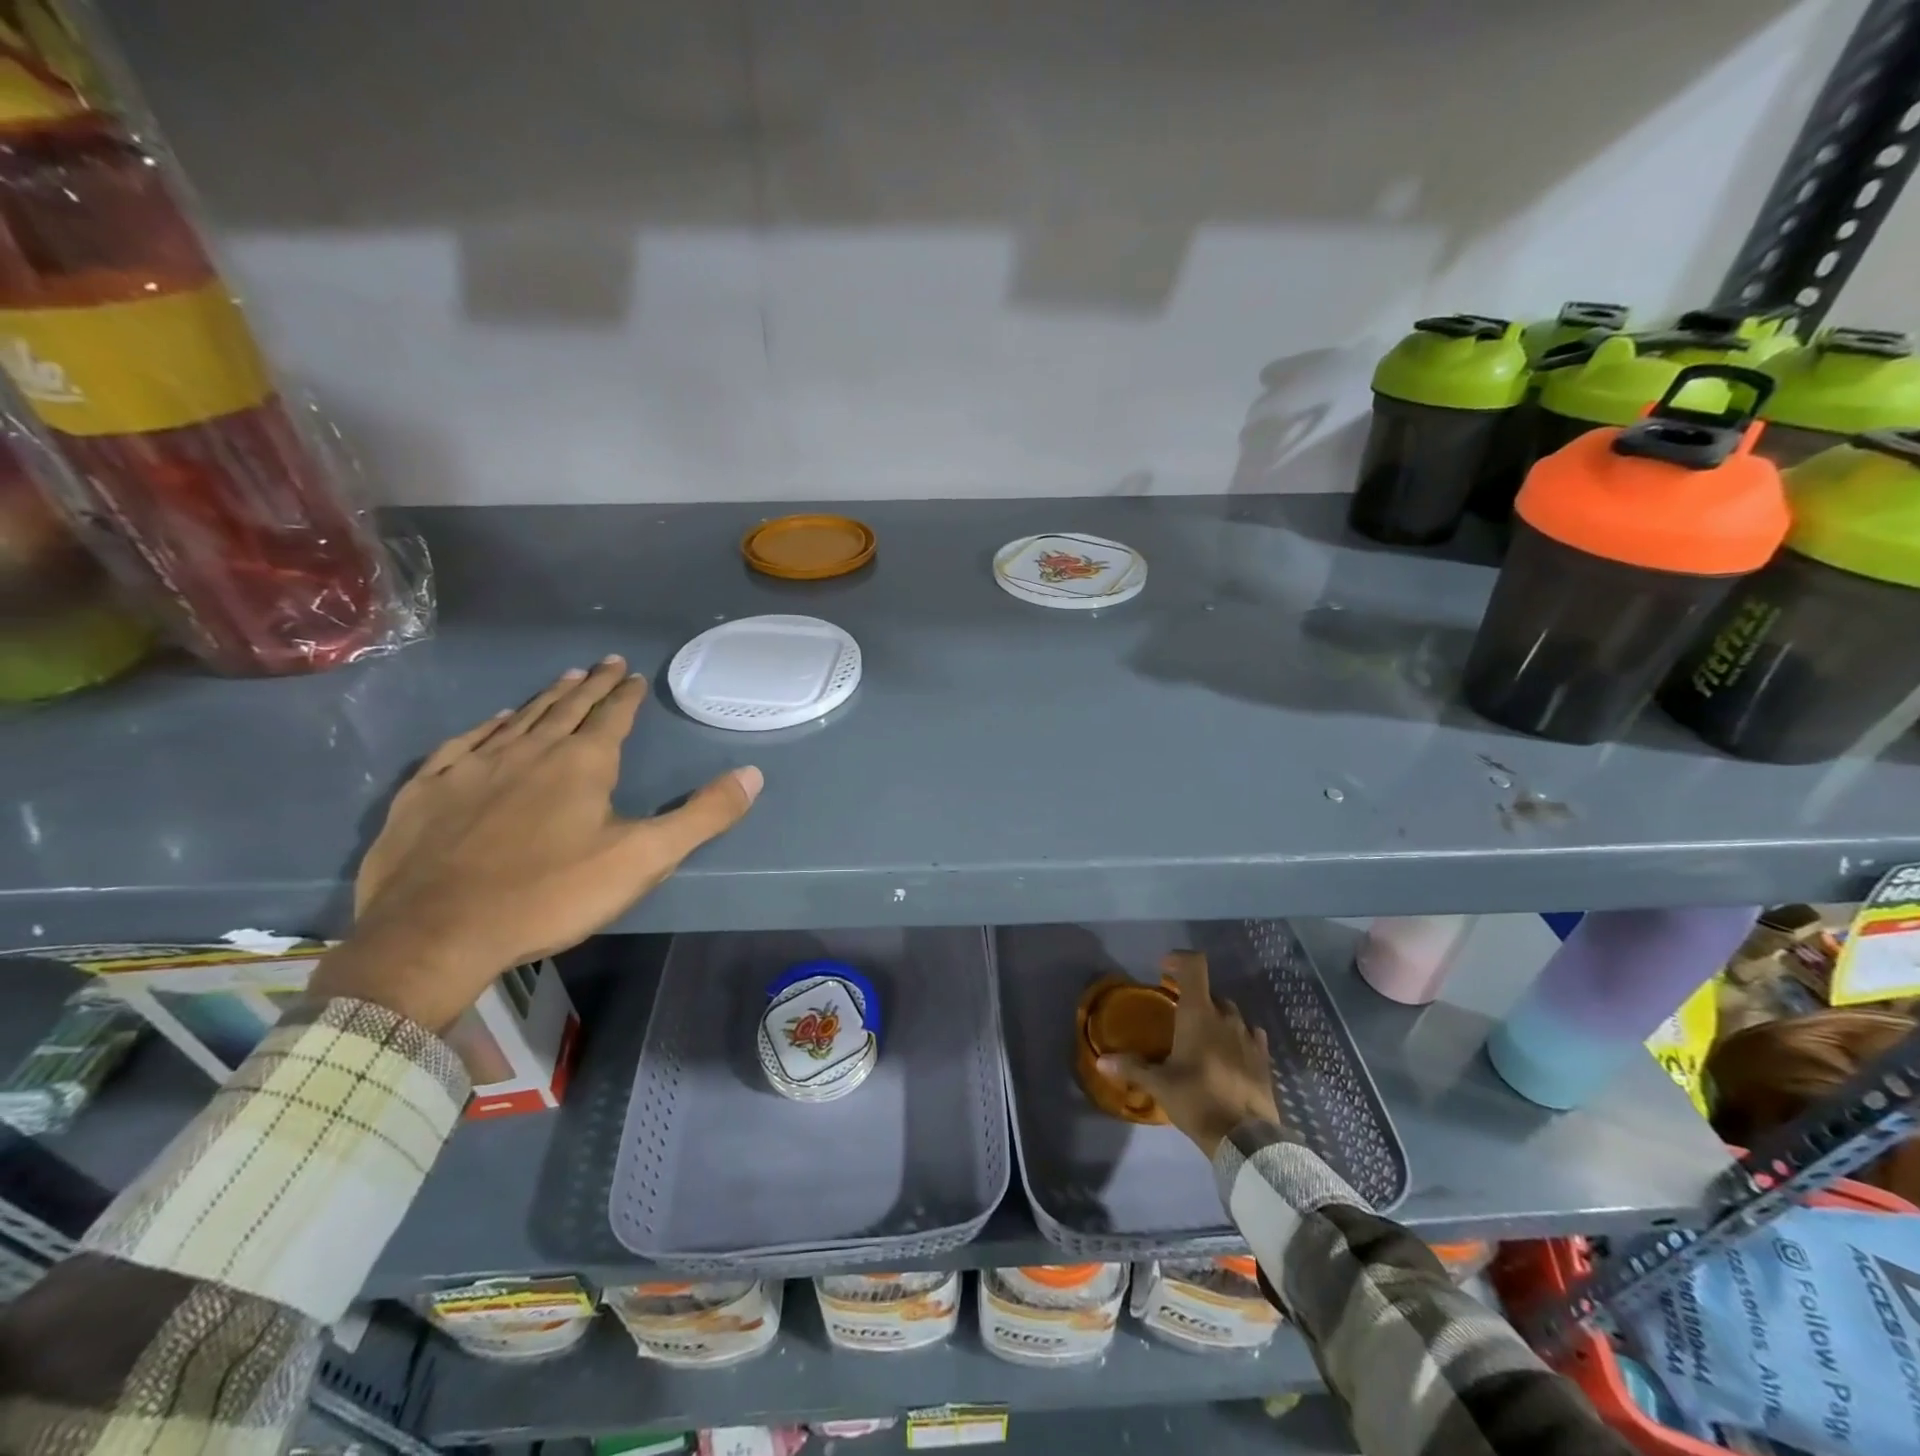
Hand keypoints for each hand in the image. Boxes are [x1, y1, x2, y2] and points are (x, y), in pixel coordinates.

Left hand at [310, 657, 761, 1029]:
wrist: (436, 934)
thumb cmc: (550, 895)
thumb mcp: (643, 859)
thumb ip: (702, 816)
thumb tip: (753, 774)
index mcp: (582, 764)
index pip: (611, 716)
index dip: (626, 694)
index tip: (633, 673)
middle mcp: (530, 752)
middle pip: (566, 708)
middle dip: (590, 685)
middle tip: (605, 662)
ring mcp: (474, 768)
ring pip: (518, 720)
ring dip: (545, 698)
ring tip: (563, 678)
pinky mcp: (430, 791)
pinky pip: (464, 744)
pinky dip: (486, 727)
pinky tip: (493, 722)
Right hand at [1098, 951, 1280, 1157]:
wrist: (1246, 1139)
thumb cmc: (1197, 1100)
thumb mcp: (1159, 1084)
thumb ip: (1131, 1067)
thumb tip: (1101, 1061)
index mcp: (1198, 1014)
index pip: (1194, 966)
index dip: (1179, 960)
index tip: (1164, 970)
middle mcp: (1226, 1017)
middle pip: (1210, 993)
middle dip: (1193, 998)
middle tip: (1177, 1015)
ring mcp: (1249, 1036)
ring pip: (1231, 1014)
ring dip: (1215, 1018)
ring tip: (1202, 1039)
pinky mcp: (1263, 1058)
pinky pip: (1250, 1035)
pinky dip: (1237, 1037)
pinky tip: (1229, 1054)